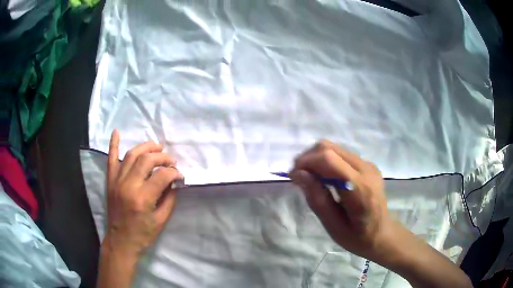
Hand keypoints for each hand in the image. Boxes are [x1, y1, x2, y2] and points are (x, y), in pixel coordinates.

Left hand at [103, 130, 182, 256]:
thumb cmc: (143, 234)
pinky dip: (113, 144)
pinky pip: (111, 159)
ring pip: (132, 155)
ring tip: (157, 147)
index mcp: (143, 198)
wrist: (121, 241)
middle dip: (163, 157)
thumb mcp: (161, 221)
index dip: (174, 172)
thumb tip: (175, 181)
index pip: (162, 175)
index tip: (180, 175)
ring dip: (146, 148)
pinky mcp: (110, 181)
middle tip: (171, 160)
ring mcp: (117, 181)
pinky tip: (116, 132)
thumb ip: (169, 199)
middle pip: (147, 160)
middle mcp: (128, 185)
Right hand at [290, 140, 388, 259]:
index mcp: (359, 189)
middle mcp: (366, 170)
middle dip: (308, 158)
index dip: (306, 162)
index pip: (329, 160)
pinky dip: (327, 161)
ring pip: (334, 148)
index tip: (292, 176)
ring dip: (316, 158)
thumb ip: (317, 199)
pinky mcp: (367, 165)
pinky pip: (341, 154)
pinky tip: (324, 178)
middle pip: (330, 148)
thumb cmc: (357, 237)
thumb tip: (298, 174)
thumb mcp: (333, 226)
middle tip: (298, 176)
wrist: (382, 234)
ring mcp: (368, 165)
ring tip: (309, 177)